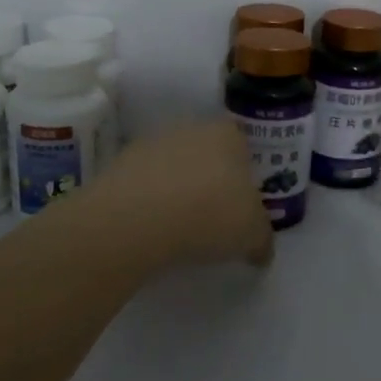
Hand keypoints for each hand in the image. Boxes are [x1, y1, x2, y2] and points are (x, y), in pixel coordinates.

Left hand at [95, 119, 274, 267]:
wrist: (138, 219)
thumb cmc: (212, 214)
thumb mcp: (253, 234)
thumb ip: (262, 239)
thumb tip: (261, 250)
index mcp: (228, 135)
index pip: (243, 146)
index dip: (245, 175)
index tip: (242, 205)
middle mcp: (190, 129)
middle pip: (207, 154)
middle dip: (210, 180)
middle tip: (213, 218)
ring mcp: (151, 144)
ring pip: (173, 168)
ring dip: (177, 191)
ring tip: (179, 229)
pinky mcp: (118, 165)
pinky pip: (144, 185)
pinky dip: (149, 203)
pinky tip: (152, 229)